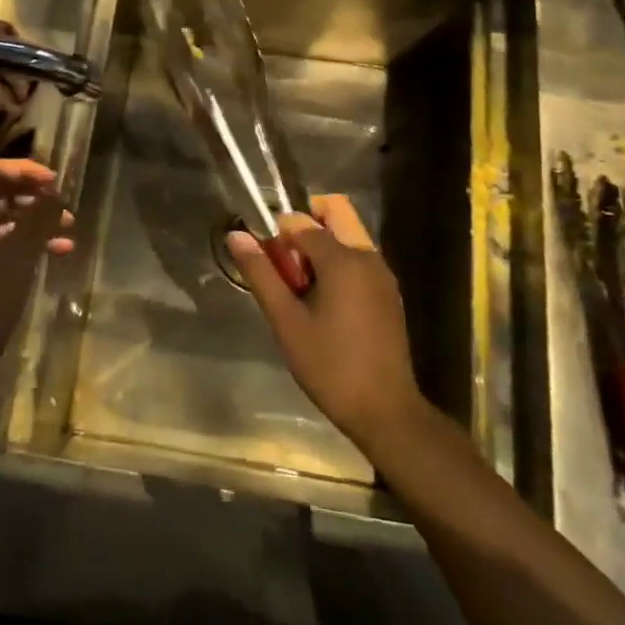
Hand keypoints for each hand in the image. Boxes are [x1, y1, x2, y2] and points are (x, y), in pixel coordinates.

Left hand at [0, 159, 72, 400]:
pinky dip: (21, 247)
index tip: (56, 183)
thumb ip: (37, 221)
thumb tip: (54, 193)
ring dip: (32, 224)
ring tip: (67, 238)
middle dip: (33, 197)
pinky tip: (45, 262)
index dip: (25, 171)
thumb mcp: (17, 262)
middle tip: (64, 209)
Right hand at [228, 196, 425, 451]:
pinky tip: (322, 304)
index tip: (263, 258)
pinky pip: (358, 259)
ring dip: (319, 248)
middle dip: (304, 228)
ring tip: (299, 290)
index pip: (301, 221)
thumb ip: (261, 273)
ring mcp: (382, 274)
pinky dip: (336, 265)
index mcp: (344, 259)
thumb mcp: (286, 321)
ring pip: (346, 237)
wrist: (385, 411)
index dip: (276, 233)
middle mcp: (368, 256)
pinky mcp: (388, 292)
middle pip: (334, 214)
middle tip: (284, 265)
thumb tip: (236, 235)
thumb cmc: (330, 365)